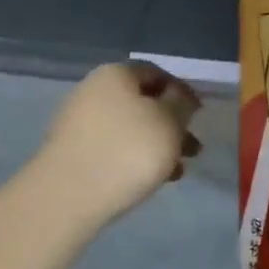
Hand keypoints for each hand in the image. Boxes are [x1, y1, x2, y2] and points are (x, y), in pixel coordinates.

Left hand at [33, 61, 201, 226]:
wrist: (68, 195)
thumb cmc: (127, 151)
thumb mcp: (170, 122)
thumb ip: (181, 104)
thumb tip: (179, 96)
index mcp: (116, 73)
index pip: (156, 73)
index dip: (182, 92)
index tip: (200, 117)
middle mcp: (93, 90)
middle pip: (142, 102)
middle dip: (171, 125)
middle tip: (193, 150)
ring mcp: (79, 122)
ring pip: (129, 128)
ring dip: (156, 145)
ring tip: (176, 171)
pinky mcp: (72, 152)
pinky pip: (112, 148)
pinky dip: (133, 159)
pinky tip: (148, 180)